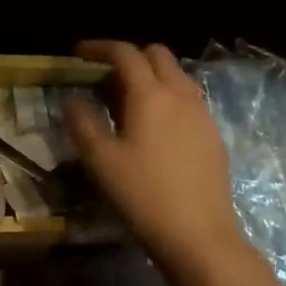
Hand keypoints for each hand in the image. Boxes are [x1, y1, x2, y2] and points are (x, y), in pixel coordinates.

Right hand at [66, 40, 247, 282]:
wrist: (201, 238)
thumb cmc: (145, 196)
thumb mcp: (102, 162)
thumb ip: (83, 124)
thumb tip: (72, 100)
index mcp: (150, 94)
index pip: (125, 53)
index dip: (99, 47)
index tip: (78, 55)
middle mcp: (180, 94)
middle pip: (157, 54)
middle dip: (129, 56)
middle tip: (105, 76)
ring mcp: (202, 114)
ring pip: (176, 75)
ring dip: (151, 75)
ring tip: (129, 100)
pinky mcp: (213, 135)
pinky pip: (189, 99)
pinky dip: (168, 97)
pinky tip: (156, 127)